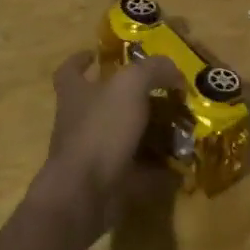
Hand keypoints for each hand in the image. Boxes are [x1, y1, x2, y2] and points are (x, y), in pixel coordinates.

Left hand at [32, 51, 177, 239]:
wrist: (84, 195)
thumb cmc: (100, 130)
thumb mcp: (130, 85)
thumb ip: (153, 69)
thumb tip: (174, 72)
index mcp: (75, 93)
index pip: (70, 69)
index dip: (82, 59)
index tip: (97, 54)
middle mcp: (78, 121)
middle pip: (101, 102)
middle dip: (128, 96)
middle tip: (160, 90)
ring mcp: (90, 154)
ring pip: (121, 136)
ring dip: (147, 131)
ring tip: (178, 124)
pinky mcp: (105, 182)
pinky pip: (136, 170)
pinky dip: (156, 168)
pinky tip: (179, 162)